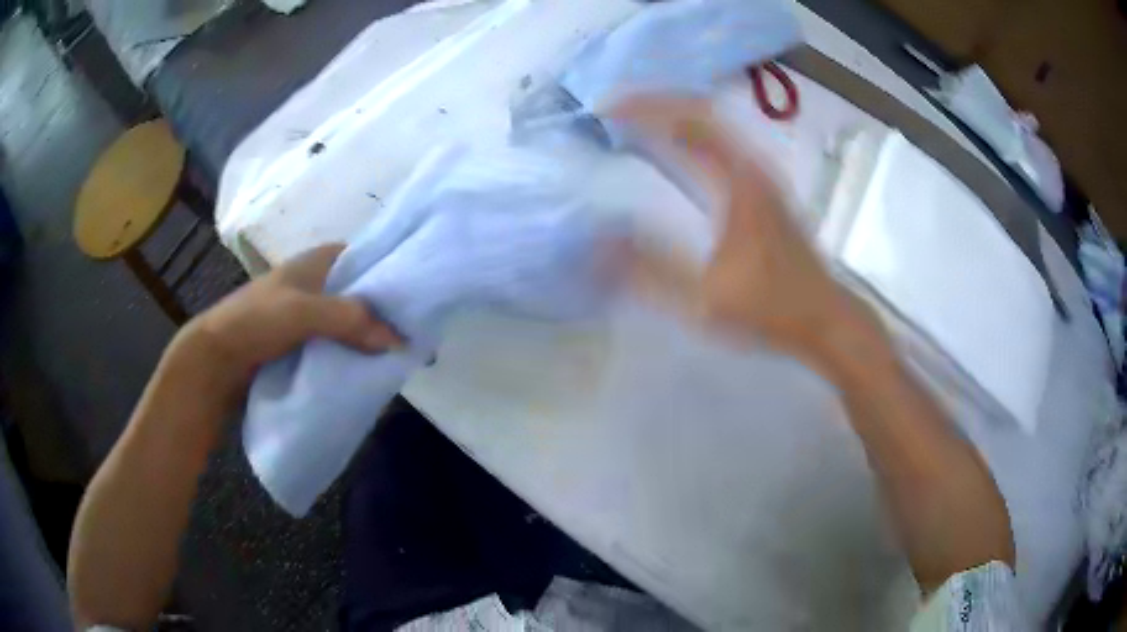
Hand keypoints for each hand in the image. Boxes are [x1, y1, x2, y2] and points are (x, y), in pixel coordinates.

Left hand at [174, 244, 400, 398]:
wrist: (216, 358)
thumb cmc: (256, 320)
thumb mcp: (303, 312)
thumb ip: (349, 319)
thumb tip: (399, 339)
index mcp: (316, 261)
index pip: (362, 256)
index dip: (388, 269)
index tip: (416, 292)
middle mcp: (314, 283)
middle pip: (357, 290)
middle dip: (382, 308)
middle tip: (412, 328)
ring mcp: (305, 313)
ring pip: (347, 319)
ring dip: (366, 333)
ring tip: (396, 351)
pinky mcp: (299, 341)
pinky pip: (334, 341)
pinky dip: (350, 350)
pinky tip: (366, 365)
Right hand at [614, 96, 876, 361]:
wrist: (824, 319)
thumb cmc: (769, 309)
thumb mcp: (703, 299)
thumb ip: (649, 270)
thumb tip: (598, 242)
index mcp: (738, 181)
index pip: (687, 122)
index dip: (644, 109)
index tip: (603, 111)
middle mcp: (753, 166)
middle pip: (701, 111)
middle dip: (655, 103)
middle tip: (613, 110)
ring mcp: (762, 175)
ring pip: (714, 125)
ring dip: (674, 115)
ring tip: (635, 121)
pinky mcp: (765, 188)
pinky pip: (722, 142)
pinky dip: (692, 133)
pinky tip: (675, 149)